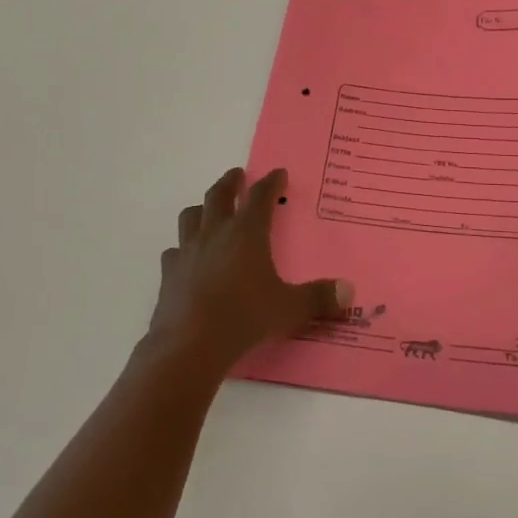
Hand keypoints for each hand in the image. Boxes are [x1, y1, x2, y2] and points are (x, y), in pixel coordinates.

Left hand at [147, 168, 352, 374]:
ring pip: (191, 216)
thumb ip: (319, 298)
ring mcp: (188, 251)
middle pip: (219, 194)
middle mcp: (215, 233)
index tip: (278, 173)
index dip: (270, 182)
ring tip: (208, 211)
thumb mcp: (289, 309)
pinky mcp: (168, 273)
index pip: (260, 196)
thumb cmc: (244, 317)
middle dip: (230, 182)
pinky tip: (187, 258)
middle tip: (237, 175)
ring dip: (202, 208)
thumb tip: (349, 291)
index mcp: (247, 233)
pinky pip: (174, 251)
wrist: (189, 344)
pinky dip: (182, 249)